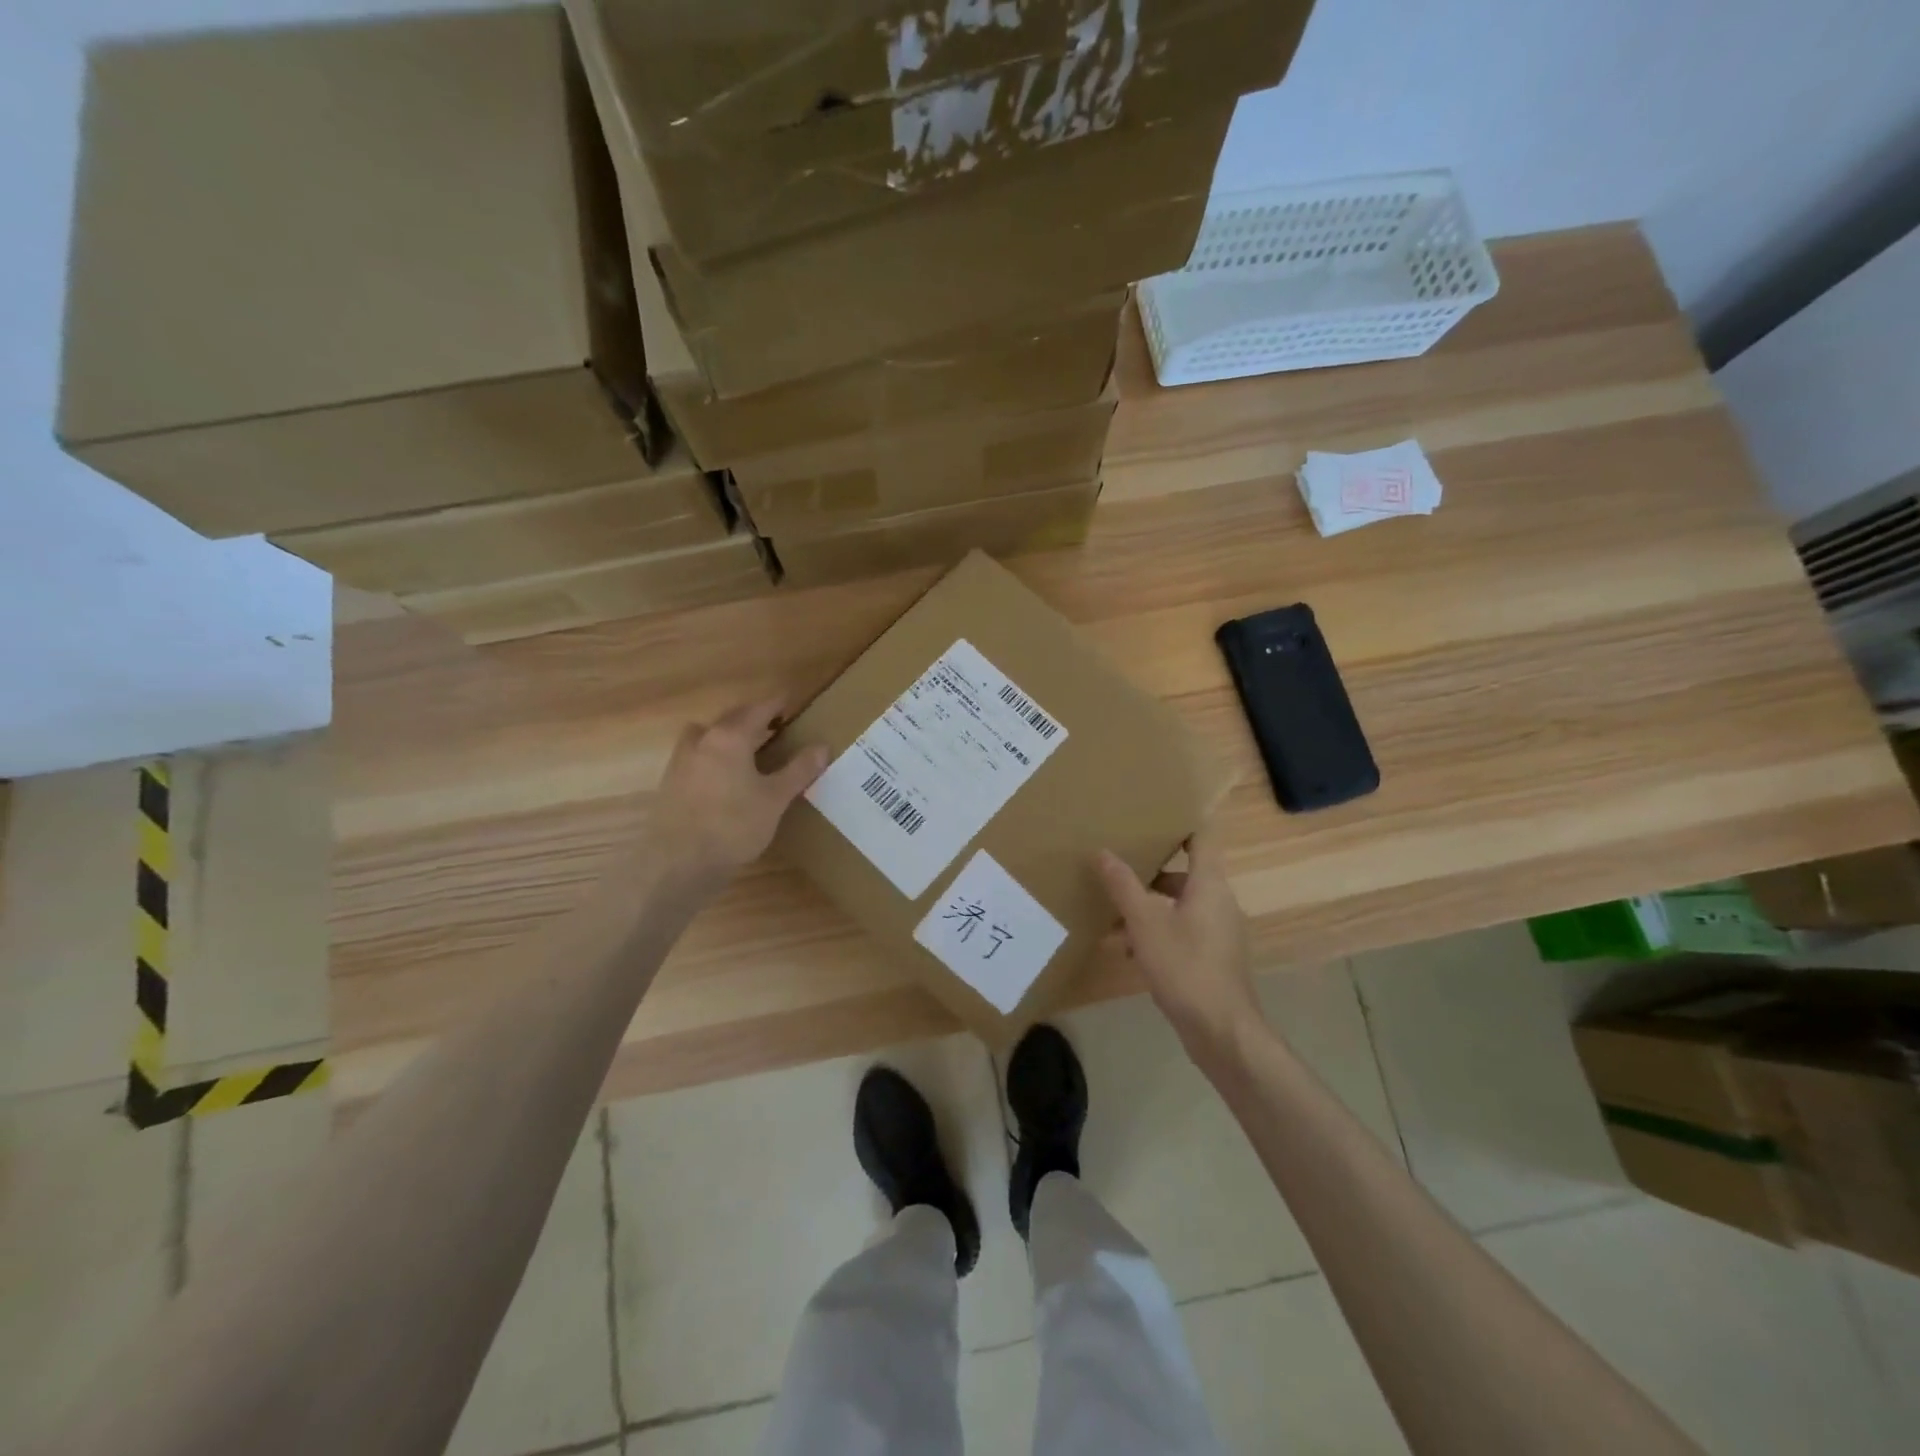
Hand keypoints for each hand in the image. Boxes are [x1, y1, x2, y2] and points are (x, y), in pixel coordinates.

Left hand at [650, 698, 828, 888]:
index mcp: (730, 737)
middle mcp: (702, 740)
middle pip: (731, 719)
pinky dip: (714, 755)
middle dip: (753, 718)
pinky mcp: (671, 783)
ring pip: (709, 735)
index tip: (790, 700)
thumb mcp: (775, 798)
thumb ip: (798, 770)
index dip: (776, 704)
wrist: (679, 862)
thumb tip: (822, 746)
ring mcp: (681, 761)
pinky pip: (698, 756)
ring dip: (728, 734)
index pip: (758, 709)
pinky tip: (725, 776)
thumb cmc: (734, 825)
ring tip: (747, 749)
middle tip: (775, 725)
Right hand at [1096, 822, 1259, 1061]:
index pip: (1202, 838)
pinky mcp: (1213, 958)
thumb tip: (1102, 852)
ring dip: (1149, 905)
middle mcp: (1219, 902)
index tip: (1153, 814)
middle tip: (1118, 862)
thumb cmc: (1185, 967)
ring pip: (1180, 904)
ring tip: (1112, 911)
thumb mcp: (1145, 923)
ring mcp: (1219, 932)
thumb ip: (1123, 886)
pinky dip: (1157, 931)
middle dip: (1151, 869)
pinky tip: (1128, 949)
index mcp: (1209, 884)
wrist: (1222, 1031)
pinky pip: (1183, 930)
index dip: (1181, 822)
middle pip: (1186, 872)